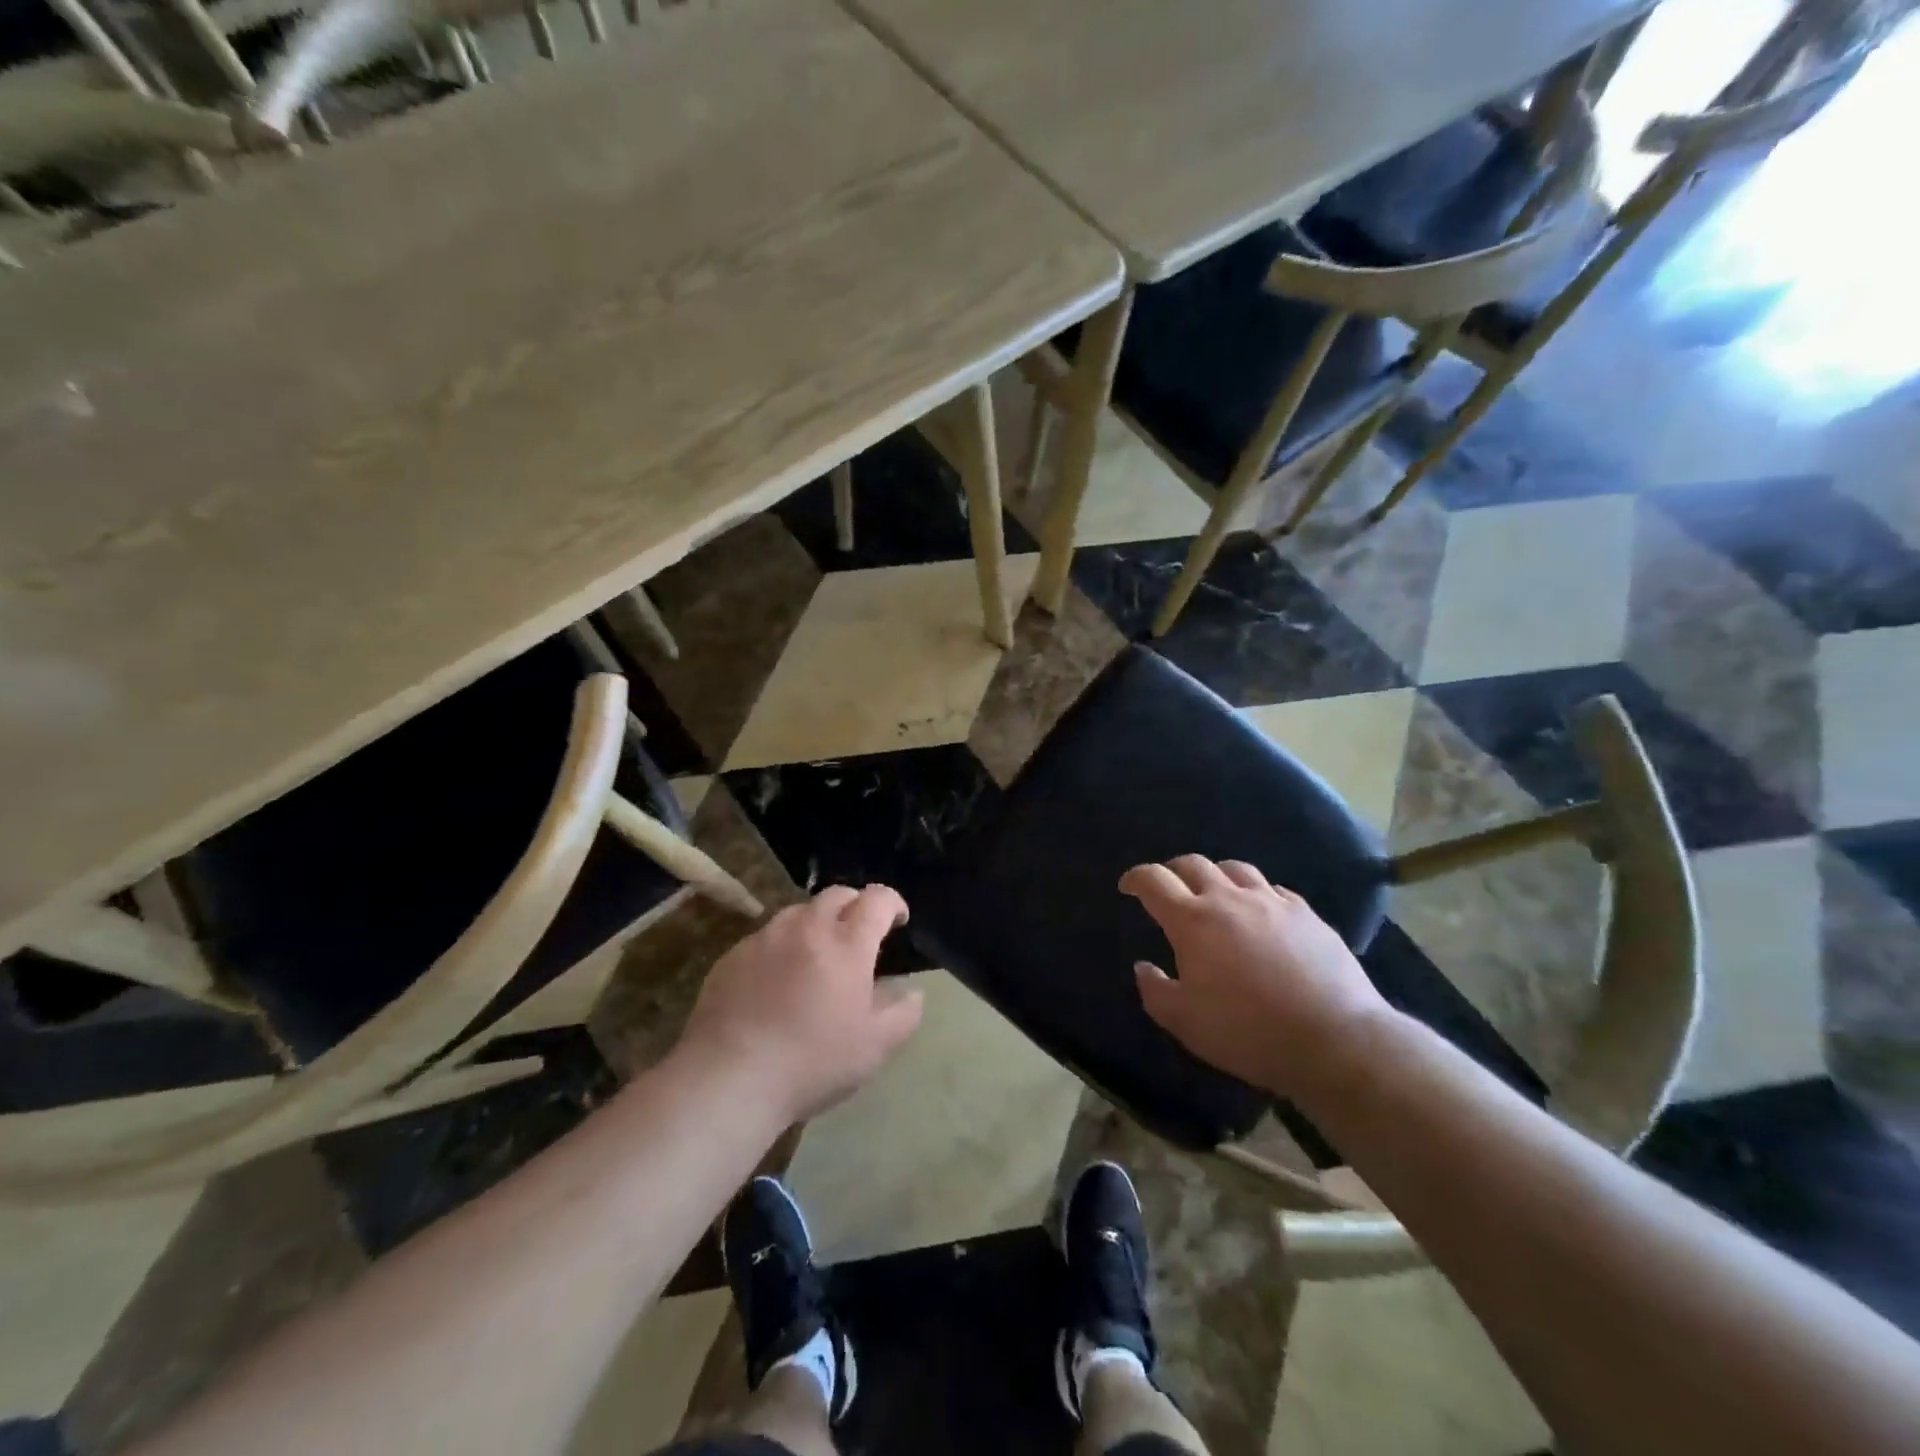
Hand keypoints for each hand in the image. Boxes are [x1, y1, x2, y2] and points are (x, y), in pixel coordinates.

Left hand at [679, 885, 923, 1121]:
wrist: (729, 1078)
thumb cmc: (812, 1062)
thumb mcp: (874, 1047)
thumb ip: (903, 1014)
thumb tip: (912, 991)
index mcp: (847, 944)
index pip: (876, 900)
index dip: (892, 903)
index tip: (897, 920)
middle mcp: (806, 928)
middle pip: (836, 895)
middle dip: (854, 906)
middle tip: (858, 934)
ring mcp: (765, 938)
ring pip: (798, 912)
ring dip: (816, 923)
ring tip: (817, 955)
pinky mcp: (732, 956)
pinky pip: (766, 938)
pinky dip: (781, 947)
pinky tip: (776, 981)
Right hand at [1122, 856, 1391, 1097]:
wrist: (1334, 1039)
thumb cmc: (1248, 1032)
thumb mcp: (1185, 1023)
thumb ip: (1156, 991)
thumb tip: (1144, 967)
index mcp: (1193, 921)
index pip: (1154, 881)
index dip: (1136, 878)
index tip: (1128, 886)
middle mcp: (1229, 899)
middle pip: (1193, 864)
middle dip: (1173, 871)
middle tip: (1168, 889)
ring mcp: (1272, 902)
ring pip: (1235, 869)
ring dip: (1216, 875)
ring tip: (1214, 893)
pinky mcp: (1306, 914)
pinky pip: (1273, 889)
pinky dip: (1256, 894)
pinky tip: (1260, 912)